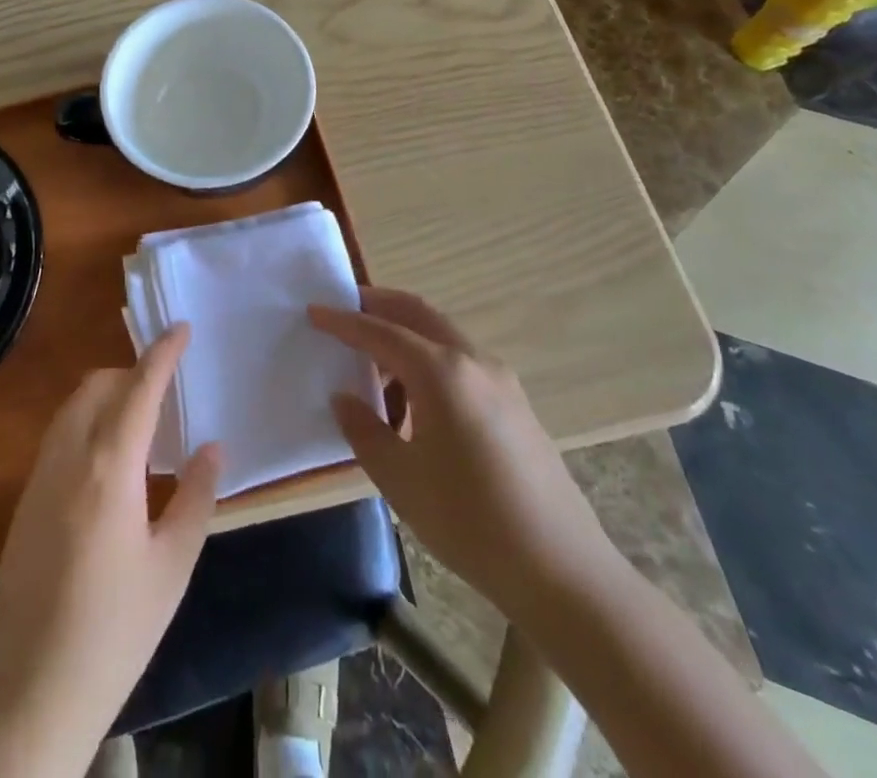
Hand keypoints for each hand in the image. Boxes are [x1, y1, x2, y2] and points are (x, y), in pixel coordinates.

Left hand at [0, 325, 220, 777]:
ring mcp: (39, 477)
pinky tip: (110, 465)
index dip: (162, 353)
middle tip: (166, 393)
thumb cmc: (117, 629)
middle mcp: (69, 458)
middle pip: (98, 386)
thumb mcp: (173, 565)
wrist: (34, 690)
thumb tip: (212, 446)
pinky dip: (87, 424)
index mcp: (110, 469)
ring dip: (106, 396)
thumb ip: (196, 496)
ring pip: (73, 407)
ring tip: (142, 425)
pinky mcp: (24, 500)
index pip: (139, 388)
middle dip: (132, 373)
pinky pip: (59, 436)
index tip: (180, 327)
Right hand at [308, 288, 613, 617]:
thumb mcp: (400, 479)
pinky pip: (461, 363)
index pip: (380, 332)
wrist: (563, 572)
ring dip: (404, 336)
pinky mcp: (516, 404)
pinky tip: (415, 404)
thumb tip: (344, 397)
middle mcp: (473, 361)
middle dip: (378, 305)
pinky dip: (429, 361)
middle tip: (343, 309)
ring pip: (441, 336)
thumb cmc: (470, 522)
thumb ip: (364, 429)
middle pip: (417, 313)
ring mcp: (501, 380)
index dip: (343, 321)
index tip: (313, 311)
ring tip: (373, 368)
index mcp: (441, 372)